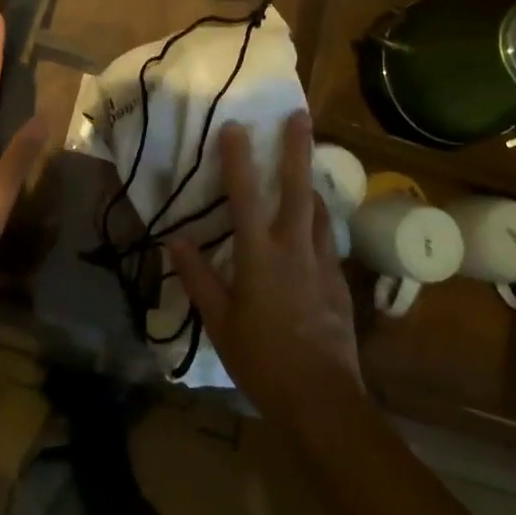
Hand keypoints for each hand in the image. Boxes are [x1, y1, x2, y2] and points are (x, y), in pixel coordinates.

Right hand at [169, 112, 363, 435]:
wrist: (323, 399)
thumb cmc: (263, 360)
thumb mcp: (220, 322)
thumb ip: (198, 278)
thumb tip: (176, 240)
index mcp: (260, 255)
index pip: (244, 196)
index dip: (237, 158)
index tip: (235, 126)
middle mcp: (295, 247)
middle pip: (298, 187)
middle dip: (298, 147)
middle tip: (300, 115)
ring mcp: (322, 262)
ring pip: (319, 210)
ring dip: (311, 183)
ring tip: (306, 167)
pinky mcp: (339, 280)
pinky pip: (328, 237)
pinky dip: (319, 220)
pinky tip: (314, 225)